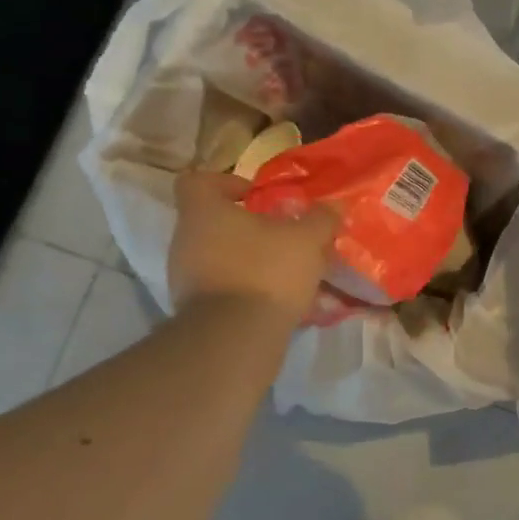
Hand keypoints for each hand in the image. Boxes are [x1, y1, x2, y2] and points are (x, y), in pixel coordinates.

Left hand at [168, 171, 338, 320]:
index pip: (198, 181)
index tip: (256, 196)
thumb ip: (321, 219)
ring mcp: (185, 277)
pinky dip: (246, 288)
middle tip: (284, 236)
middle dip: (250, 227)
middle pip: (214, 222)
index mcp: (204, 212)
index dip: (227, 182)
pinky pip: (223, 287)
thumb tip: (333, 207)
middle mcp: (185, 240)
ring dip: (251, 259)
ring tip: (288, 271)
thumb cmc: (266, 271)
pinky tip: (278, 299)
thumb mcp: (307, 239)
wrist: (235, 338)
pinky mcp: (195, 309)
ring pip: (221, 256)